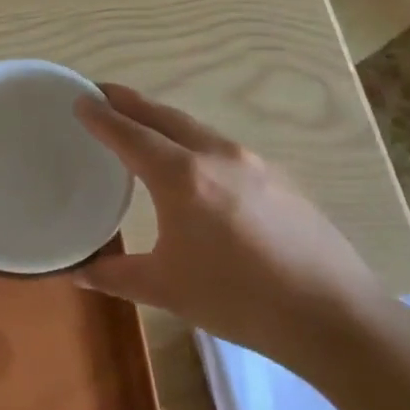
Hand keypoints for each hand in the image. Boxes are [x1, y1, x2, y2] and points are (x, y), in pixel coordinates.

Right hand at [73, 84, 383, 369]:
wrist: (335, 315)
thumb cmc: (240, 300)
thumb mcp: (168, 289)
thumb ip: (115, 275)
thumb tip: (75, 273)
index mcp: (181, 176)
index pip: (129, 133)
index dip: (100, 116)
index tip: (79, 99)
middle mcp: (214, 154)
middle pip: (162, 115)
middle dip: (129, 102)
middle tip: (102, 94)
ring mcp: (252, 162)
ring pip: (195, 127)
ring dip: (162, 119)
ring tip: (142, 125)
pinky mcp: (278, 176)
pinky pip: (221, 146)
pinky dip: (193, 141)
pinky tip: (195, 165)